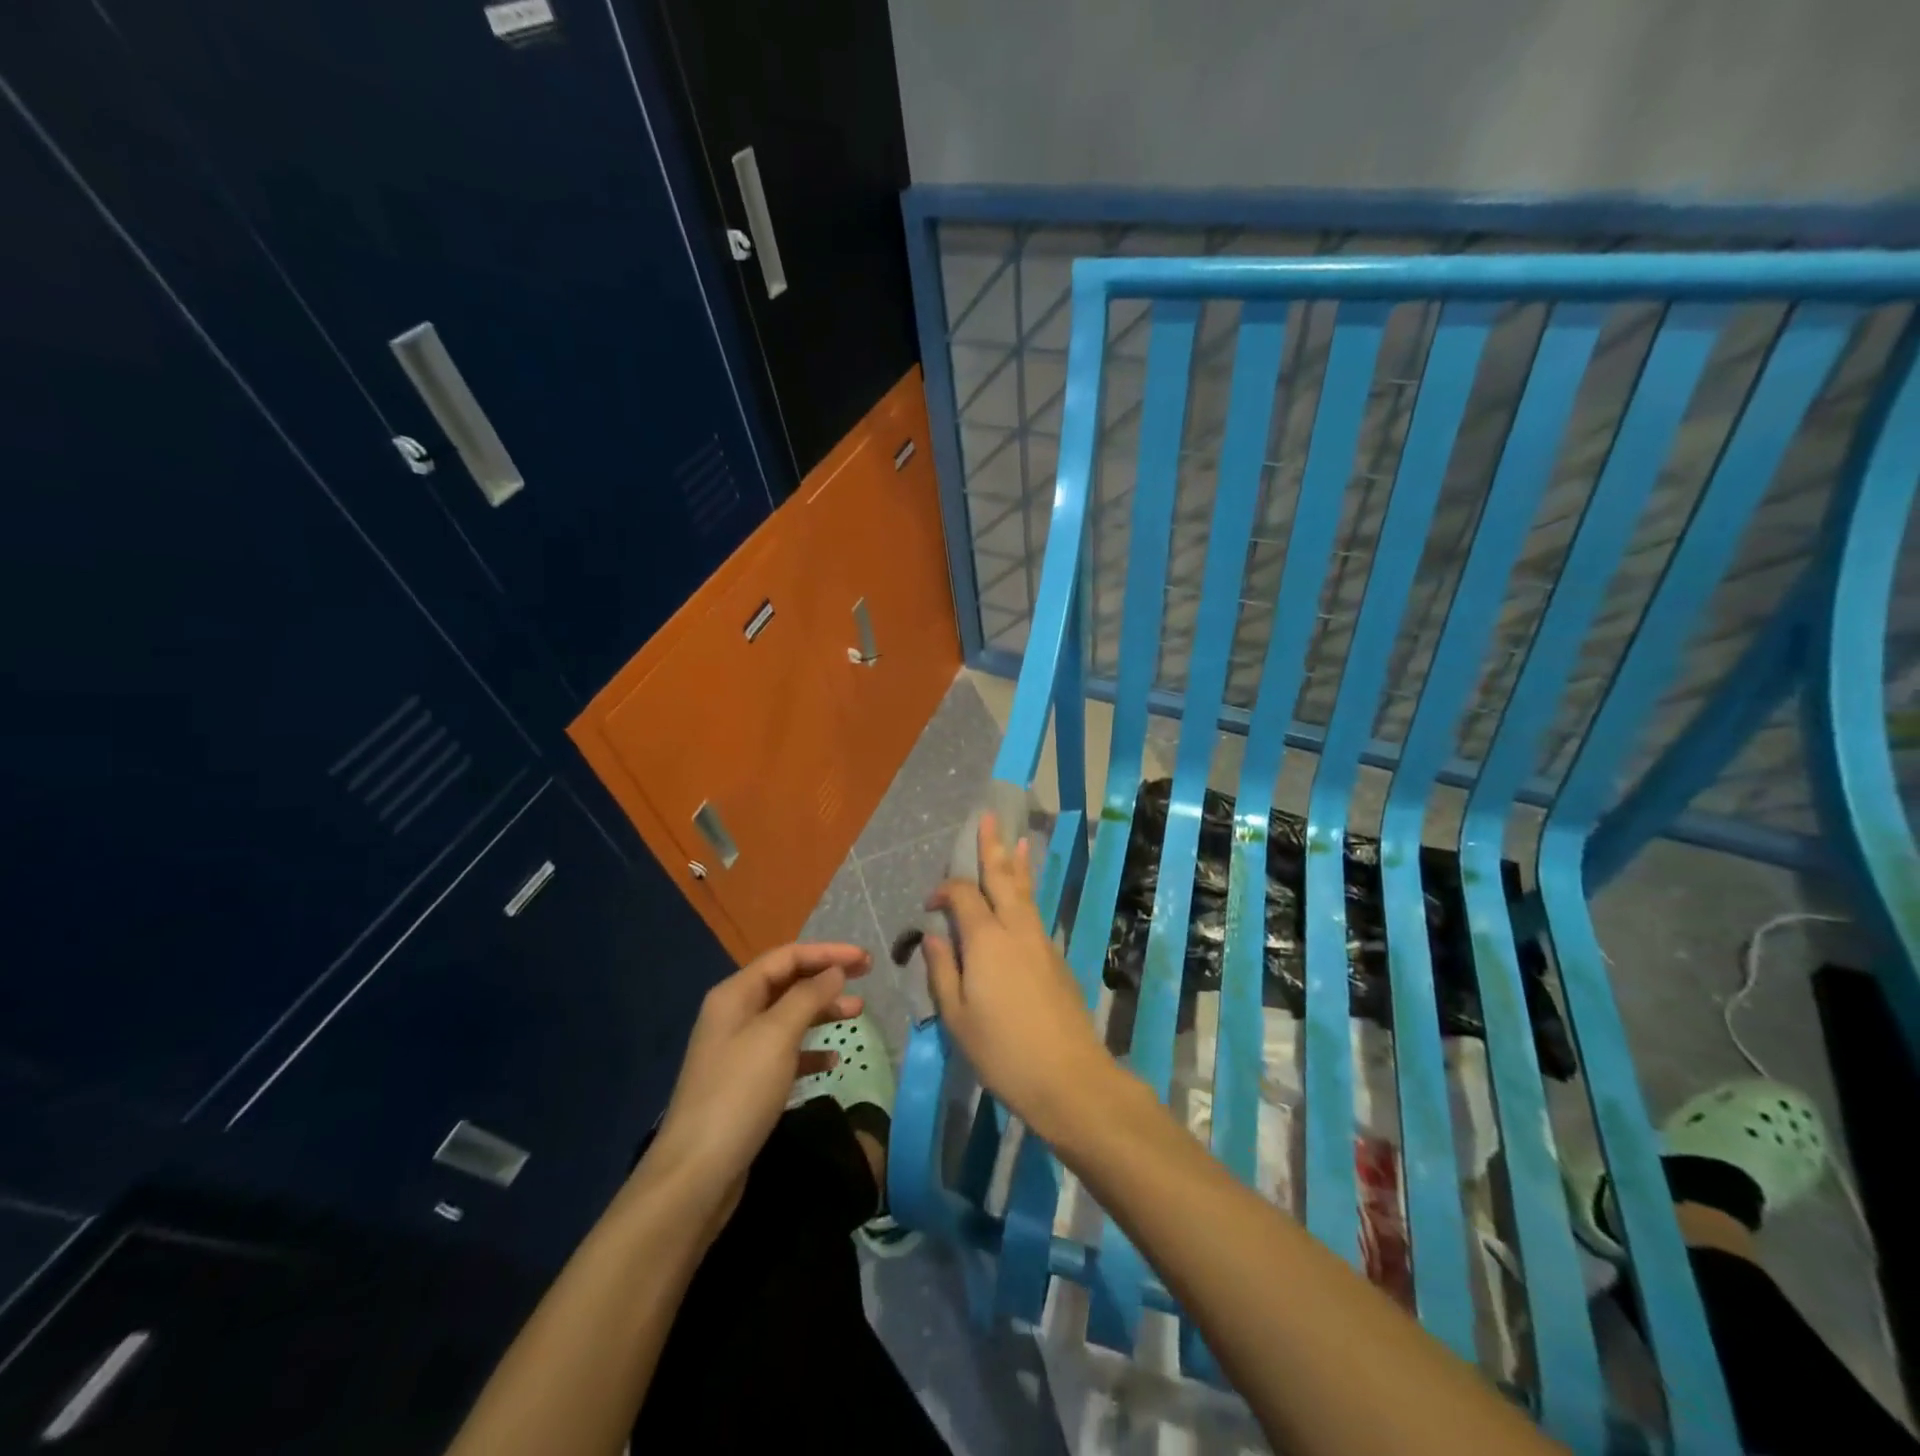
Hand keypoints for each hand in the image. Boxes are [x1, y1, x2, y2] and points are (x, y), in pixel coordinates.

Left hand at [648, 942, 868, 1221]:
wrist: (696, 1174)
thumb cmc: (739, 1093)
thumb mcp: (777, 1036)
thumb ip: (808, 997)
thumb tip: (835, 971)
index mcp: (735, 995)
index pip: (787, 957)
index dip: (827, 953)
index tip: (866, 959)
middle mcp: (735, 1015)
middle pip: (788, 983)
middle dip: (826, 978)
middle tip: (866, 978)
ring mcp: (739, 1050)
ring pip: (789, 1017)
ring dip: (822, 1011)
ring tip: (858, 1013)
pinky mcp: (746, 1084)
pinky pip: (784, 1053)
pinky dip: (810, 1051)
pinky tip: (832, 1062)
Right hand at [922, 814, 1116, 1138]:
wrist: (1069, 1078)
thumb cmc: (1003, 1051)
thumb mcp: (957, 1017)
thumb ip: (942, 972)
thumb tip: (933, 938)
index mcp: (986, 940)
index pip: (963, 895)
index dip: (945, 890)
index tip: (929, 906)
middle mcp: (1016, 929)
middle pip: (1002, 879)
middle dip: (993, 847)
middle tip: (988, 817)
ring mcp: (1041, 942)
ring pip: (1025, 893)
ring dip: (1017, 865)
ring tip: (1017, 839)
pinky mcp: (1056, 959)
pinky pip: (1035, 912)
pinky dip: (1027, 893)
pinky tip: (1024, 895)